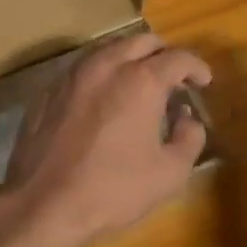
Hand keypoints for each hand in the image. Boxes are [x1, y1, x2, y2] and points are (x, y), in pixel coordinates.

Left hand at [0, 33, 211, 246]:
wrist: (43, 205)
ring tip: (138, 83)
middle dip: (163, 54)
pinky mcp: (48, 90)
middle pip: (142, 41)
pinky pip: (83, 68)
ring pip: (108, 48)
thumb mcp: (169, 173)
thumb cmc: (113, 190)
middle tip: (173, 79)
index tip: (203, 81)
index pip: (178, 58)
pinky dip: (101, 74)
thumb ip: (190, 138)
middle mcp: (106, 65)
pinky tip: (103, 99)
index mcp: (141, 80)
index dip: (197, 67)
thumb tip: (187, 119)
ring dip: (130, 58)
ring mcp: (72, 75)